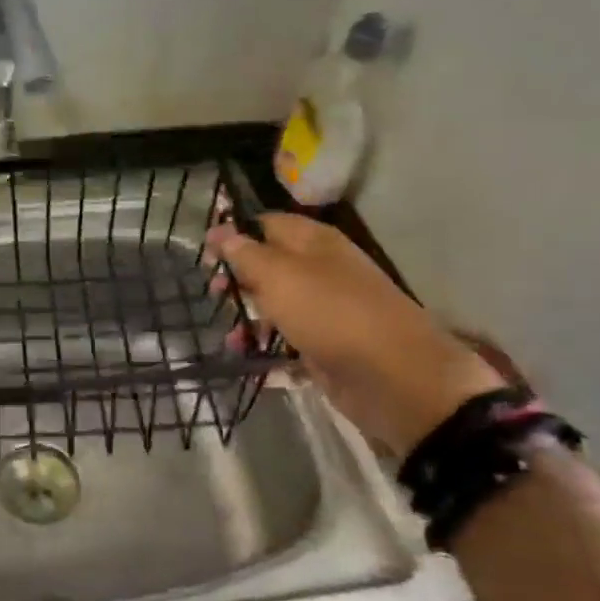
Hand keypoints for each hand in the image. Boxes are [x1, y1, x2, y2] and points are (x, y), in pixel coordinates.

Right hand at [207, 212, 503, 456]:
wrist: (394, 377)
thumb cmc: (331, 313)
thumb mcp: (279, 276)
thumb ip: (245, 253)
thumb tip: (219, 230)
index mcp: (314, 242)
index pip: (266, 223)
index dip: (234, 233)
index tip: (205, 253)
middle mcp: (320, 270)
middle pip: (268, 264)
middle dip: (238, 278)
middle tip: (215, 293)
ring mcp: (324, 309)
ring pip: (275, 304)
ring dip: (248, 317)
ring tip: (231, 336)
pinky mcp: (324, 345)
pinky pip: (286, 339)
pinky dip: (266, 345)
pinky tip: (248, 356)